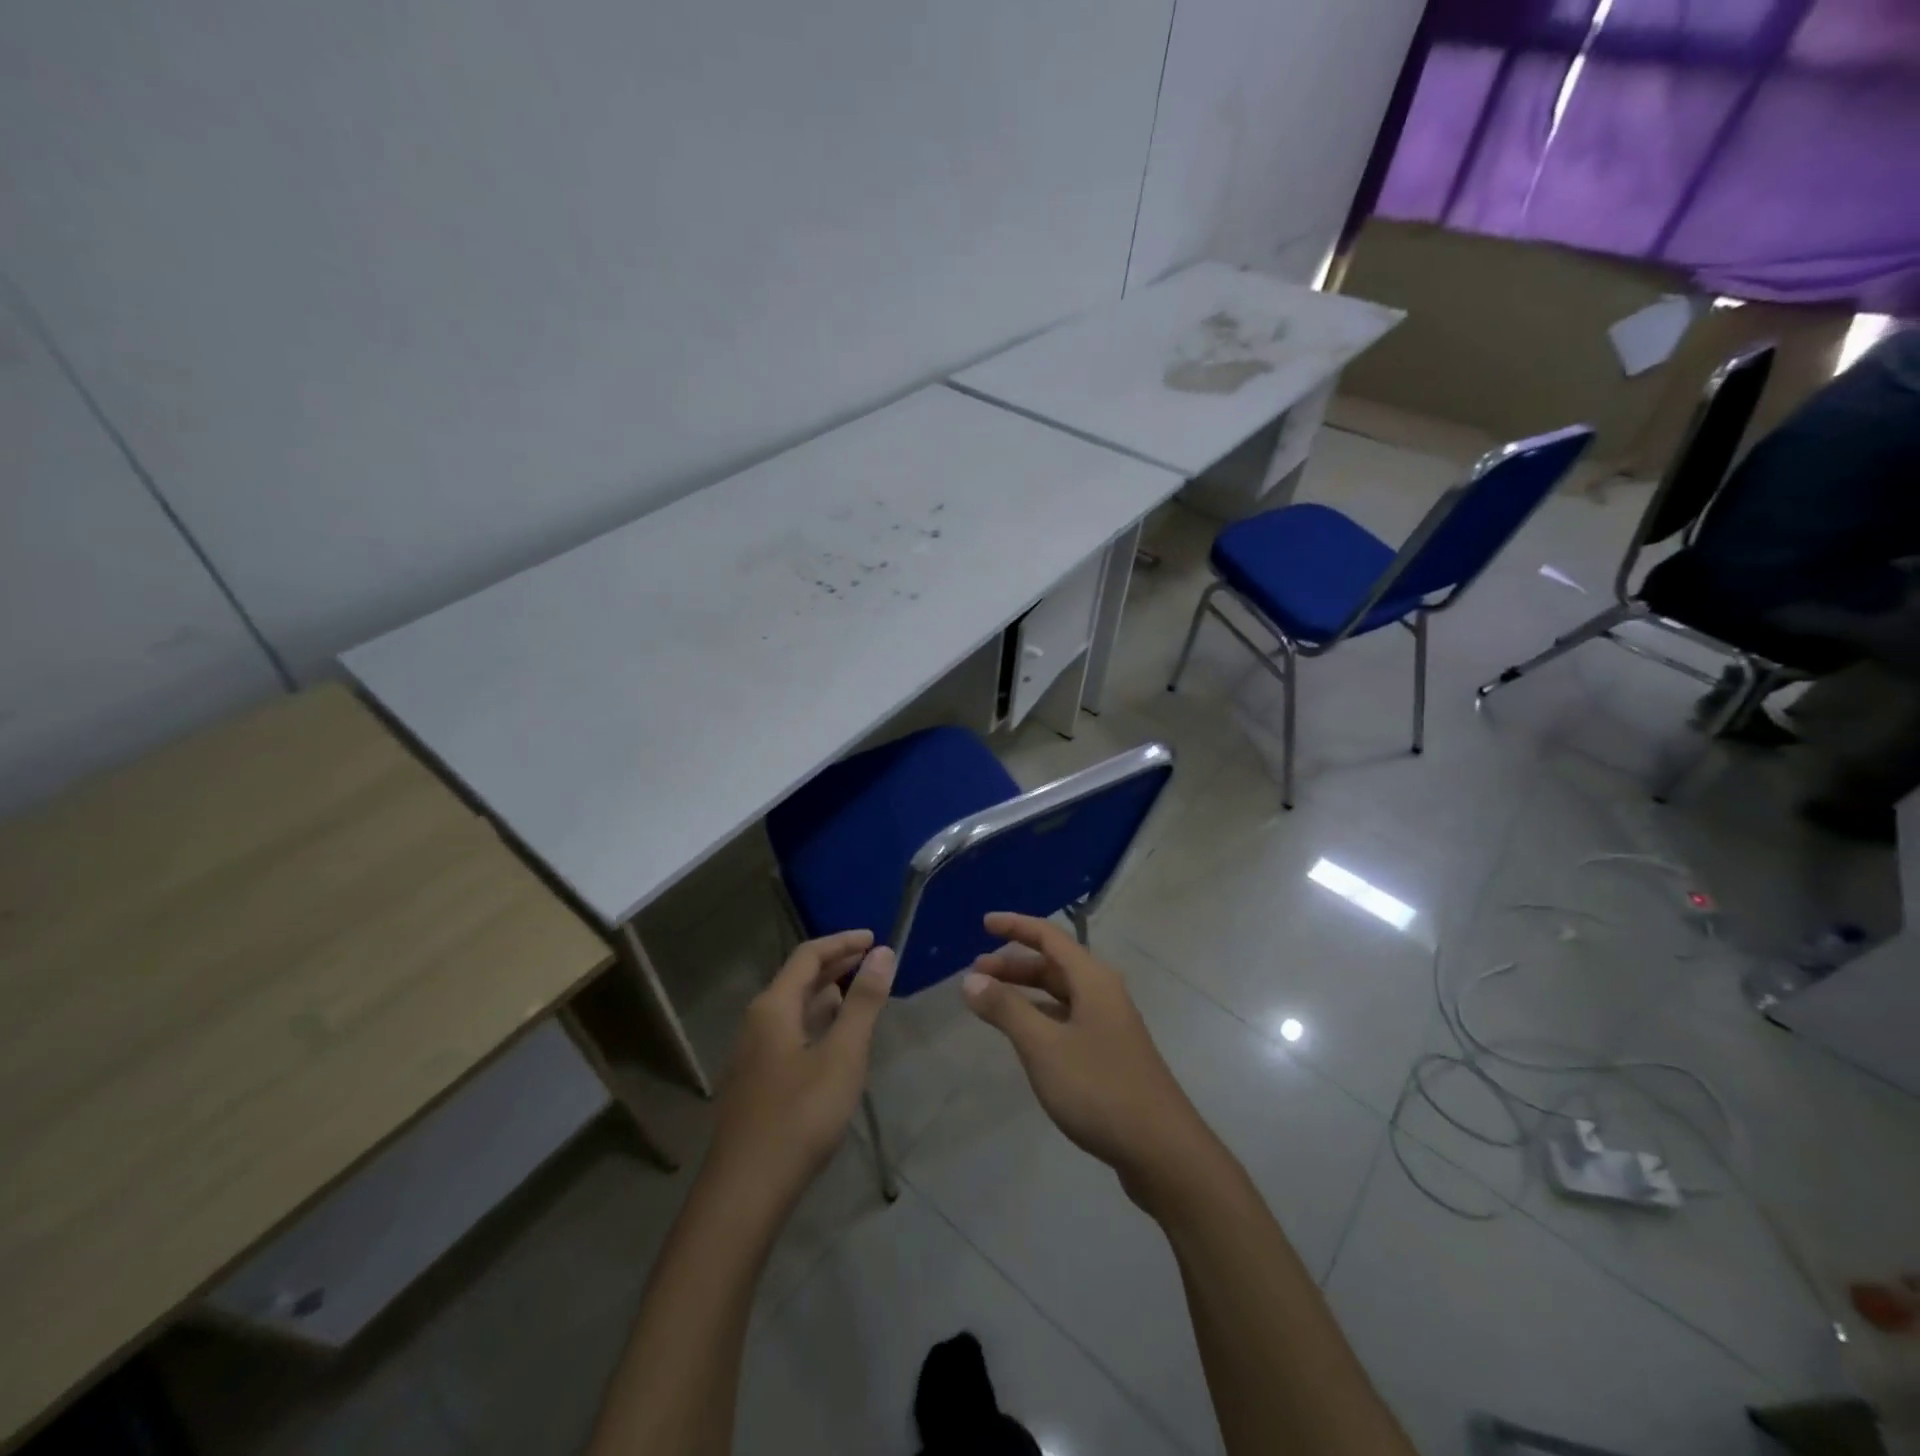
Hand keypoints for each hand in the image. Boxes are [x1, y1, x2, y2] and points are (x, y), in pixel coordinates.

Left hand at [708, 930, 894, 1207]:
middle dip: (836, 965)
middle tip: (873, 961)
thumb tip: (882, 953)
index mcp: (773, 1007)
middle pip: (798, 979)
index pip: (808, 955)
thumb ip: (863, 1002)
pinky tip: (835, 1039)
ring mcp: (754, 1054)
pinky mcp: (758, 1081)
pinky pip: (791, 1033)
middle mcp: (758, 1022)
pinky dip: (817, 1021)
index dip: (842, 942)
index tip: (875, 938)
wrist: (746, 1192)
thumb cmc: (800, 1116)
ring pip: (794, 1008)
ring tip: (860, 993)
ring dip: (827, 994)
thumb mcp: (843, 1055)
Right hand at [961, 912, 1213, 1208]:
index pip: (1049, 937)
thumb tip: (971, 979)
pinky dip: (1041, 1018)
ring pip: (1061, 994)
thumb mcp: (1043, 1046)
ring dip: (1026, 992)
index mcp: (1092, 979)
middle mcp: (1104, 993)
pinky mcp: (1110, 1054)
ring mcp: (1110, 1025)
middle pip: (1054, 965)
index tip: (984, 924)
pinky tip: (1025, 1037)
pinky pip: (1067, 1020)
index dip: (1015, 927)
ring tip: (992, 1002)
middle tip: (976, 973)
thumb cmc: (1099, 1088)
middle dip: (1015, 964)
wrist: (1162, 1150)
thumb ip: (1006, 1009)